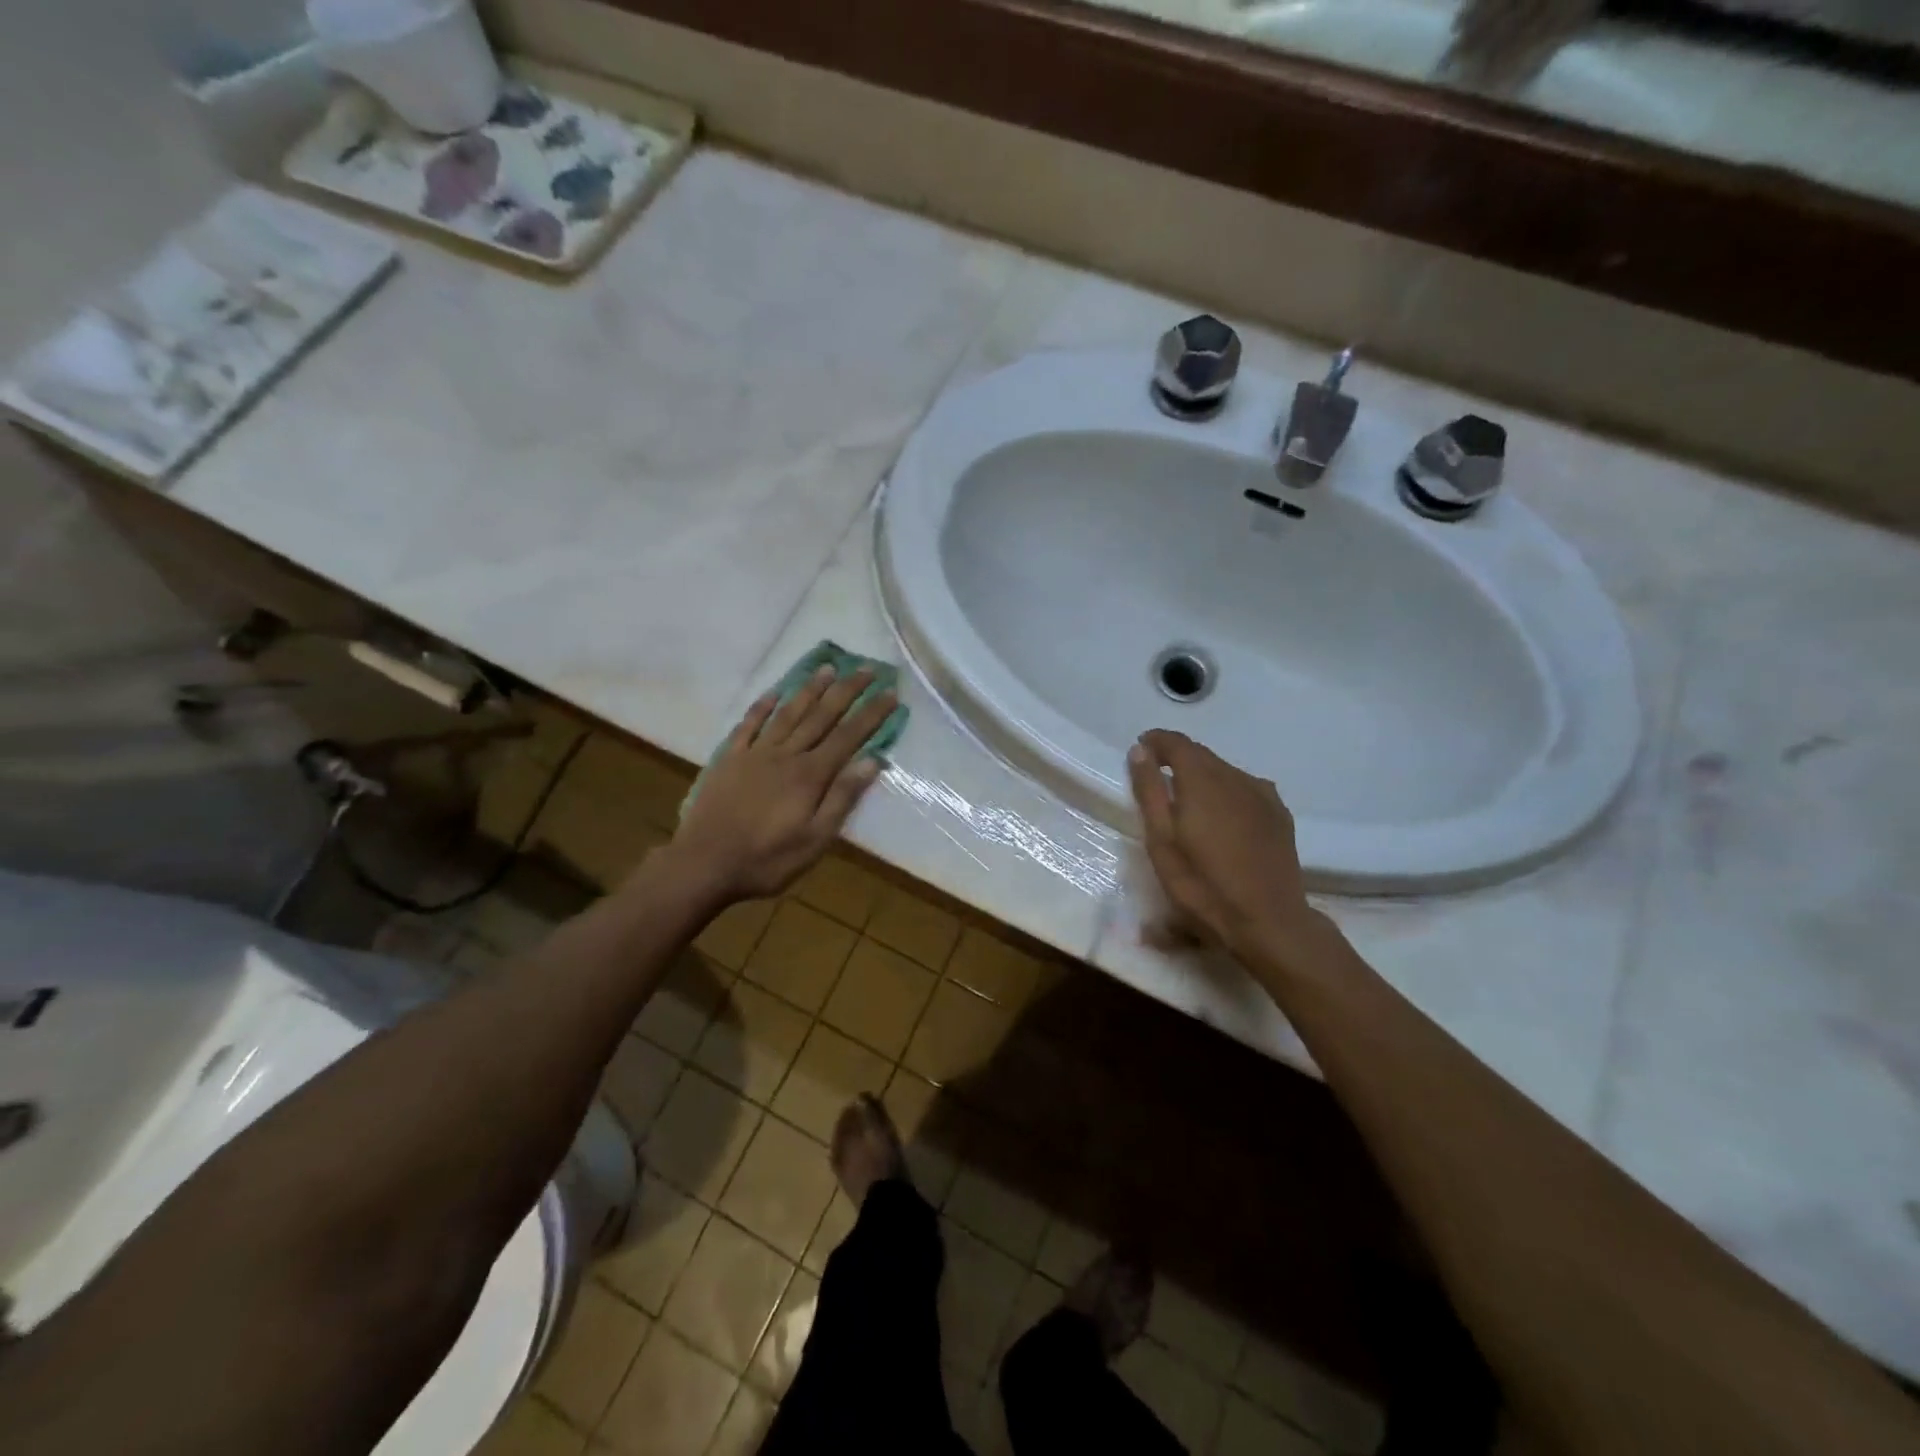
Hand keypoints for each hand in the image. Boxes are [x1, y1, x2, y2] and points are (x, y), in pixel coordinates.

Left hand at [669, 666, 895, 902]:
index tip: (890, 693)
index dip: (870, 714)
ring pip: (788, 713)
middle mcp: (785, 755)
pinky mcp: (729, 760)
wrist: (703, 864)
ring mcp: (755, 754)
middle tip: (866, 669)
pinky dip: (762, 707)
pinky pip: (748, 725)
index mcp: (810, 775)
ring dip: (809, 689)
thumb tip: (872, 761)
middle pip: (821, 716)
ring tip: (827, 668)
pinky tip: (774, 693)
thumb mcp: (815, 840)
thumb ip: (842, 798)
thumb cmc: (766, 859)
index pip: (848, 737)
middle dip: (846, 691)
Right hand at [1126, 729, 1333, 970]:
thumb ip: (1149, 791)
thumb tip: (1140, 750)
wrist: (1269, 922)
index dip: (1156, 741)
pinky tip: (1221, 817)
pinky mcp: (1279, 814)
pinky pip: (1246, 788)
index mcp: (1203, 780)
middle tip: (1156, 780)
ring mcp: (1263, 795)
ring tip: (1186, 804)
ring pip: (1225, 771)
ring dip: (1202, 776)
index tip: (1140, 751)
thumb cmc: (1203, 886)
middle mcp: (1236, 777)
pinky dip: (1226, 791)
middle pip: (1202, 754)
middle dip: (1176, 759)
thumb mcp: (1162, 841)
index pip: (1177, 742)